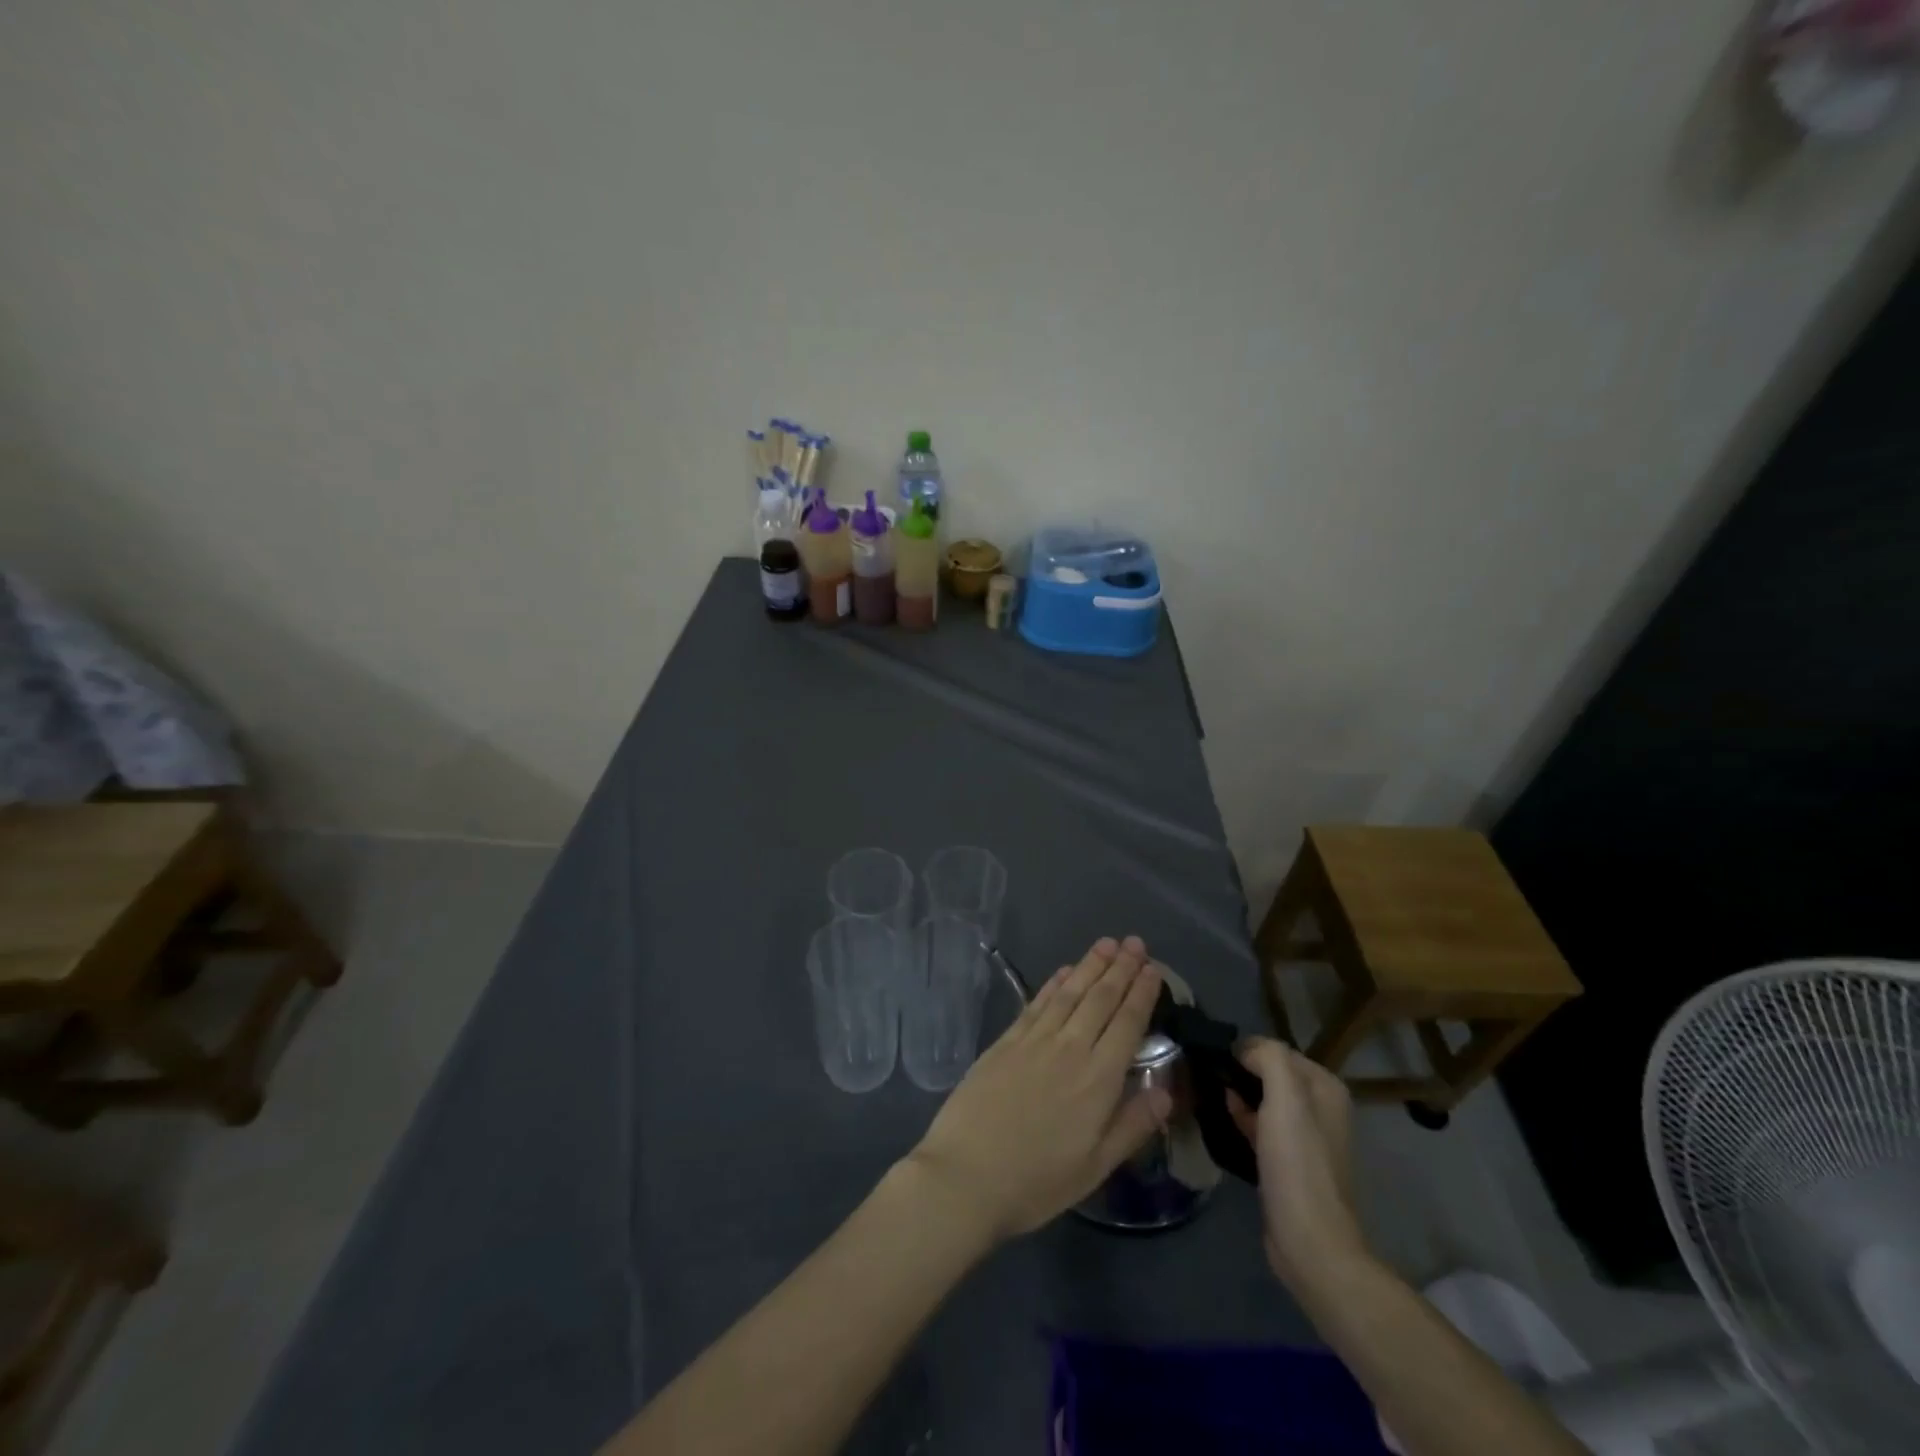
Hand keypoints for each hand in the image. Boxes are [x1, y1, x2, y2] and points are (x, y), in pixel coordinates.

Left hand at [906, 937, 1169, 1241]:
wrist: (966, 1174)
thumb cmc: (1037, 1180)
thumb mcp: (1095, 1166)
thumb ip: (1133, 1125)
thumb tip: (1167, 1090)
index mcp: (1098, 1079)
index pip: (1126, 1024)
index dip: (1141, 993)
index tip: (1153, 968)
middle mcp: (1069, 1048)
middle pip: (1100, 999)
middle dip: (1120, 968)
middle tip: (1135, 942)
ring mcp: (1034, 1040)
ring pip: (1069, 992)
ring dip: (1089, 965)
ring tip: (1106, 944)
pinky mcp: (1006, 1041)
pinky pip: (1037, 1002)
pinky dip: (1054, 983)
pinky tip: (1064, 971)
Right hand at [1227, 1038, 1371, 1291]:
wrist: (1310, 1243)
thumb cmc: (1298, 1165)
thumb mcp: (1285, 1100)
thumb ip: (1269, 1059)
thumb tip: (1244, 1049)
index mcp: (1325, 1088)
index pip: (1276, 1050)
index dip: (1245, 1051)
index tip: (1213, 1060)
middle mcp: (1320, 1108)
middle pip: (1270, 1074)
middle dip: (1240, 1072)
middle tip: (1204, 1076)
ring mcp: (1306, 1138)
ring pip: (1263, 1101)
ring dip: (1238, 1095)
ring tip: (1205, 1093)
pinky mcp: (1289, 1163)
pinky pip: (1261, 1127)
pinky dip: (1242, 1119)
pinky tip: (1220, 1120)